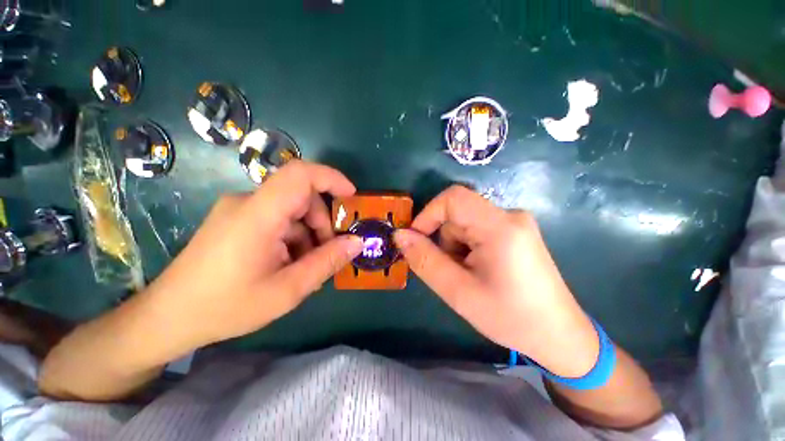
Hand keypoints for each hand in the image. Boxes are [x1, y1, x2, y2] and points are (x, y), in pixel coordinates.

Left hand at [146, 161, 363, 349]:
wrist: (168, 318)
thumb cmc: (225, 307)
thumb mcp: (287, 290)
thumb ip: (327, 262)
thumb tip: (357, 242)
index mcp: (257, 215)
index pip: (300, 174)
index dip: (331, 178)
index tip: (352, 197)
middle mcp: (247, 202)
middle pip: (301, 197)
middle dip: (322, 223)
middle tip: (327, 254)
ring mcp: (240, 210)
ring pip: (292, 210)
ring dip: (309, 234)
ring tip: (306, 266)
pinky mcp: (238, 220)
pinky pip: (278, 219)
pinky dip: (294, 237)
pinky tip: (289, 264)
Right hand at [394, 186, 599, 377]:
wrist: (558, 335)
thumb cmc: (510, 317)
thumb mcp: (458, 292)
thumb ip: (425, 260)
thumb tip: (400, 235)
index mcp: (500, 227)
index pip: (453, 198)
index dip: (427, 214)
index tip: (416, 241)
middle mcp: (510, 215)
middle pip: (458, 212)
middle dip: (443, 239)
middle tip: (449, 270)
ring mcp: (515, 222)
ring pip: (465, 222)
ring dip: (455, 245)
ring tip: (466, 275)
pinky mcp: (515, 231)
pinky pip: (477, 228)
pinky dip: (467, 247)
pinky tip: (478, 270)